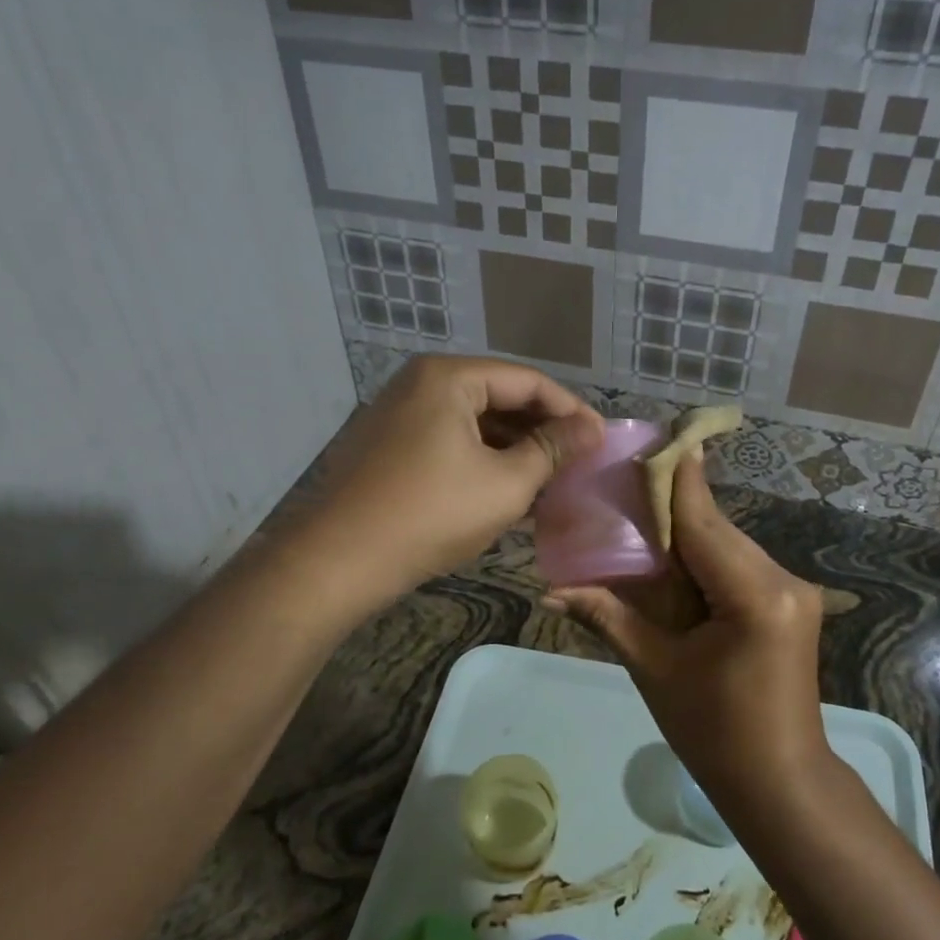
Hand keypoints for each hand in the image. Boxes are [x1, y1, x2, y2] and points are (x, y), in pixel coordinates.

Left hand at [294, 356, 602, 603]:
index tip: (601, 441)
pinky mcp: (391, 447)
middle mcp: (421, 384)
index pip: (528, 381)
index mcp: (449, 377)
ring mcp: (401, 416)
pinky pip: (451, 443)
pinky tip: (510, 492)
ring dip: (515, 451)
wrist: (338, 561)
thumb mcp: (505, 483)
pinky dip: (483, 463)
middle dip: (542, 431)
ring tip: (552, 482)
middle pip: (500, 397)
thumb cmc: (430, 514)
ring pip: (475, 424)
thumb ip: (552, 450)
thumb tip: (591, 429)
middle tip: (579, 462)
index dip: (571, 410)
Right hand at [548, 451, 828, 800]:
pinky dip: (702, 559)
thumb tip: (551, 591)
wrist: (781, 783)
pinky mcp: (789, 602)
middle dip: (669, 508)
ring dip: (684, 535)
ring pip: (726, 544)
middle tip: (622, 484)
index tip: (651, 437)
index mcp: (754, 595)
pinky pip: (736, 565)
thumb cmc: (715, 734)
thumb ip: (609, 617)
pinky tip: (670, 559)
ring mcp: (792, 590)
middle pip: (714, 528)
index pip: (702, 521)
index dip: (673, 478)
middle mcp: (783, 579)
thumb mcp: (655, 670)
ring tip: (637, 518)